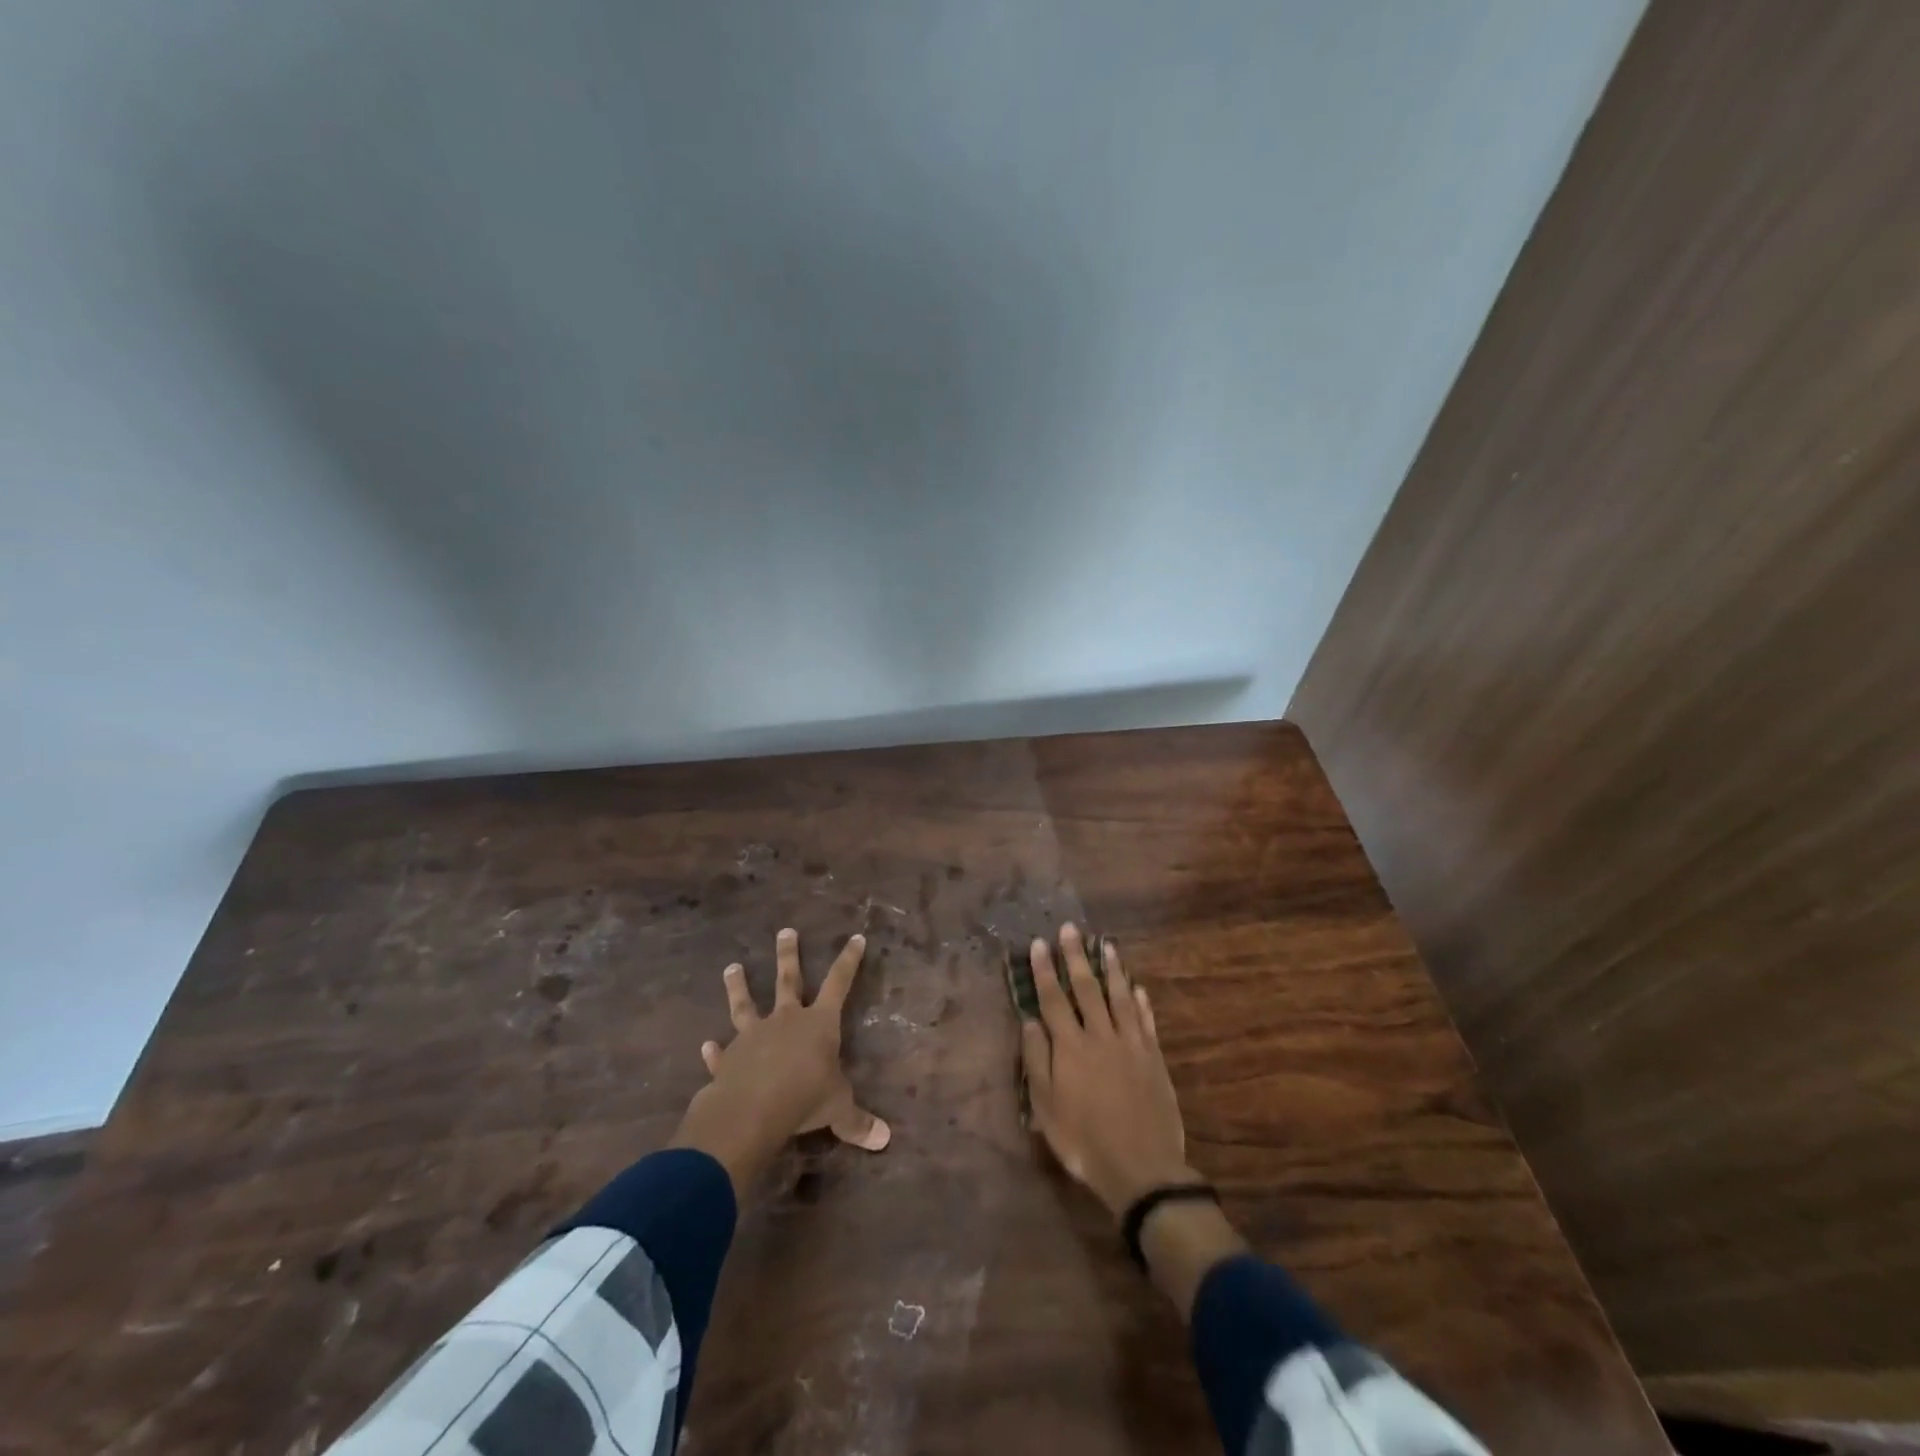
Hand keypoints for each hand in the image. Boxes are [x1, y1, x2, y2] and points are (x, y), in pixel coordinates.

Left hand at [670, 927, 889, 1195]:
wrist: (751, 1110)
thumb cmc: (804, 1098)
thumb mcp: (838, 1108)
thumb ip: (857, 1120)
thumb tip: (884, 1140)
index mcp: (819, 1023)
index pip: (839, 983)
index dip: (849, 961)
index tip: (855, 937)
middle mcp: (786, 1020)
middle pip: (789, 980)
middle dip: (789, 955)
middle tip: (785, 931)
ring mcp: (753, 1036)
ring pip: (746, 1004)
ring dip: (739, 986)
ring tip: (731, 967)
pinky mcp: (728, 1059)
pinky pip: (720, 1052)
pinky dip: (713, 1050)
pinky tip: (705, 1045)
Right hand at [1020, 924, 1195, 1217]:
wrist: (1141, 1168)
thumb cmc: (1084, 1142)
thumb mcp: (1047, 1109)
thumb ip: (1037, 1061)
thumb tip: (1030, 1021)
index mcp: (1071, 1047)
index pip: (1053, 999)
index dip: (1045, 970)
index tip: (1039, 943)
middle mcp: (1100, 1035)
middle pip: (1086, 988)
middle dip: (1076, 957)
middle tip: (1070, 929)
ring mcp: (1131, 1044)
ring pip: (1119, 996)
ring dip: (1111, 969)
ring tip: (1105, 945)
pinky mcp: (1154, 1057)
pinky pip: (1145, 1020)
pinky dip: (1140, 1001)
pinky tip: (1137, 987)